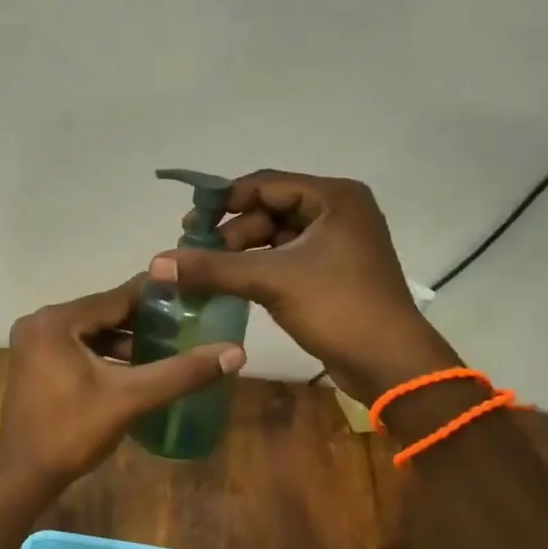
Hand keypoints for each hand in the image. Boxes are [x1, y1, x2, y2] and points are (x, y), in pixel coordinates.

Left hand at [0, 277, 246, 494]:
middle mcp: (41, 321)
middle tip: (187, 323)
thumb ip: (181, 373)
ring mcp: (34, 341)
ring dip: (126, 338)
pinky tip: (137, 366)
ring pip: (92, 330)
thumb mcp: (130, 399)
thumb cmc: (73, 432)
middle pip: (104, 312)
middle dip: (144, 320)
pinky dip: (105, 352)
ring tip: (170, 345)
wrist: (25, 475)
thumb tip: (235, 353)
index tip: (194, 296)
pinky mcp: (35, 360)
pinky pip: (78, 345)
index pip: (117, 297)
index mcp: (56, 320)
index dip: (158, 297)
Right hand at [149, 170, 446, 401]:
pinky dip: (260, 268)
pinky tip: (234, 284)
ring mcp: (338, 243)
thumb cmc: (337, 307)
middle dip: (232, 232)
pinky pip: (287, 258)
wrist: (390, 363)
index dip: (223, 201)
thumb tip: (157, 263)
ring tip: (212, 274)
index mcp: (334, 197)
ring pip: (276, 236)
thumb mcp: (271, 281)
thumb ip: (213, 268)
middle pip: (269, 209)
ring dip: (243, 252)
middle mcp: (339, 212)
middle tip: (198, 256)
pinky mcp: (334, 271)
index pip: (265, 185)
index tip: (188, 225)